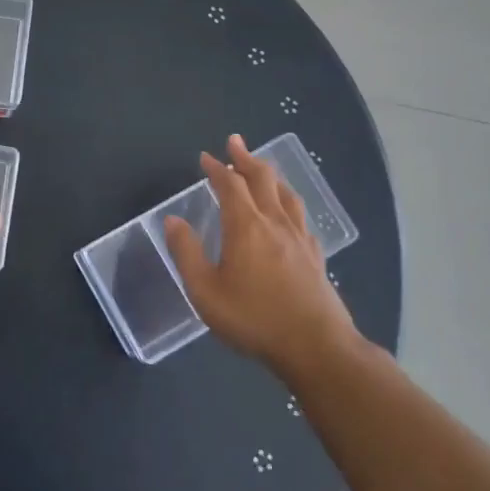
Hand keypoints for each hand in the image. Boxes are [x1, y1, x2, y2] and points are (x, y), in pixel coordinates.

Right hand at [163, 135, 359, 381]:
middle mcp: (275, 224)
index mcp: (245, 227)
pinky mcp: (316, 257)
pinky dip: (289, 204)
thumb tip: (173, 220)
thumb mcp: (205, 291)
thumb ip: (187, 253)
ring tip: (262, 168)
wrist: (316, 348)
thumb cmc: (253, 318)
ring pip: (287, 195)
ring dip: (271, 176)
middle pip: (263, 180)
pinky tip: (289, 213)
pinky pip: (302, 218)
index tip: (206, 157)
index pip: (230, 186)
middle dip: (246, 158)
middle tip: (235, 142)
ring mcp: (300, 239)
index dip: (217, 168)